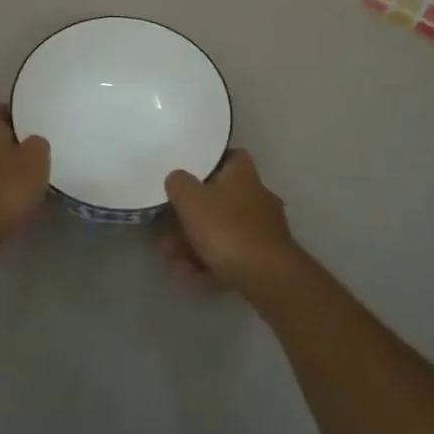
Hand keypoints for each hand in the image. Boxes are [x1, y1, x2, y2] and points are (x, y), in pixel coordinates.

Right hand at [159, 149, 296, 293]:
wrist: (267, 277)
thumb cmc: (227, 228)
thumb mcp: (191, 199)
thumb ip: (178, 183)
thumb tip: (177, 179)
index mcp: (242, 174)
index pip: (229, 156)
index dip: (207, 164)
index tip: (186, 178)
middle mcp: (255, 196)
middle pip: (216, 201)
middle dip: (187, 220)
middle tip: (166, 236)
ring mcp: (260, 229)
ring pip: (219, 232)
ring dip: (192, 246)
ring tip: (173, 262)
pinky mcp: (262, 257)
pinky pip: (229, 255)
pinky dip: (208, 264)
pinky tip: (190, 276)